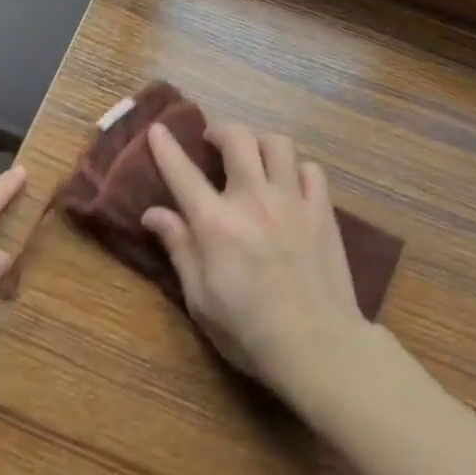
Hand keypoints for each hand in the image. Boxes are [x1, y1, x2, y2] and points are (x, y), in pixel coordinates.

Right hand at [143, 121, 369, 403]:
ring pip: (277, 144)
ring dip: (260, 143)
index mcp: (216, 223)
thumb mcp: (200, 299)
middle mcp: (253, 199)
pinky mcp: (322, 211)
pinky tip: (291, 184)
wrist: (318, 345)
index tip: (157, 129)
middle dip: (220, 130)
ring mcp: (292, 201)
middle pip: (237, 138)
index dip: (166, 147)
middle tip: (213, 141)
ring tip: (254, 156)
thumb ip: (179, 248)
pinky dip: (297, 169)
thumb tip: (152, 213)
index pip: (183, 173)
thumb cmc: (249, 330)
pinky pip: (311, 170)